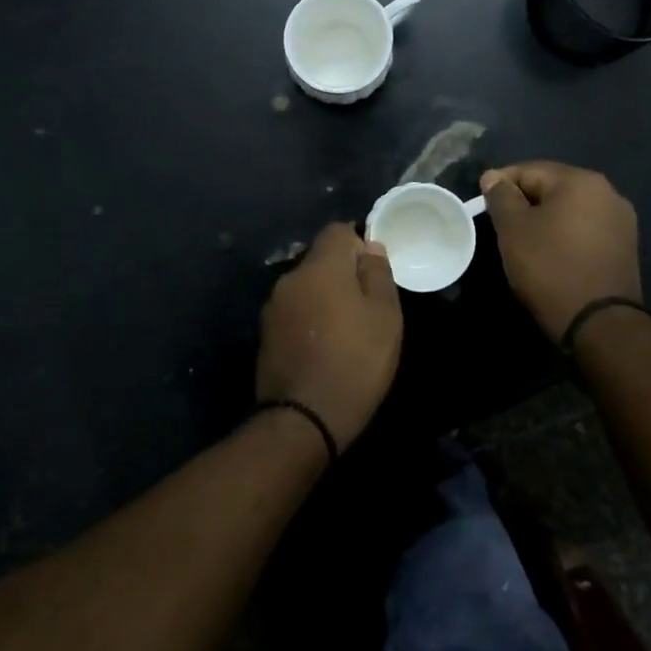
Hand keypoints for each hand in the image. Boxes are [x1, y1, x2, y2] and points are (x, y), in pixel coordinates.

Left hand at [255, 223, 402, 452]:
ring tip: (345, 330)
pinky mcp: (265, 334)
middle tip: (366, 306)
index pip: (337, 231)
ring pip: (305, 287)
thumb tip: (370, 247)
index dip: (358, 244)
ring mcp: (273, 308)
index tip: (374, 273)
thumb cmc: (356, 362)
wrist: (303, 419)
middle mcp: (290, 279)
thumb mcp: (385, 316)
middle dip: (342, 274)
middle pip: (320, 260)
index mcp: (320, 267)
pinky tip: (323, 347)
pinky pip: (294, 312)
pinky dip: (309, 319)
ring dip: (324, 298)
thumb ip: (378, 273)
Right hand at [479, 162, 641, 340]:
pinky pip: (586, 228)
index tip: (482, 205)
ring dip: (546, 218)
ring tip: (524, 241)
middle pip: (553, 186)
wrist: (599, 323)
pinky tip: (552, 253)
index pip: (529, 170)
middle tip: (501, 225)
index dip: (500, 184)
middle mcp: (607, 191)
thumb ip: (501, 197)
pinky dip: (565, 234)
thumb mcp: (513, 229)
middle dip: (524, 201)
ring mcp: (621, 219)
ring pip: (570, 209)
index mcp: (580, 180)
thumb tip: (493, 176)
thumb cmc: (550, 268)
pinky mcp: (625, 245)